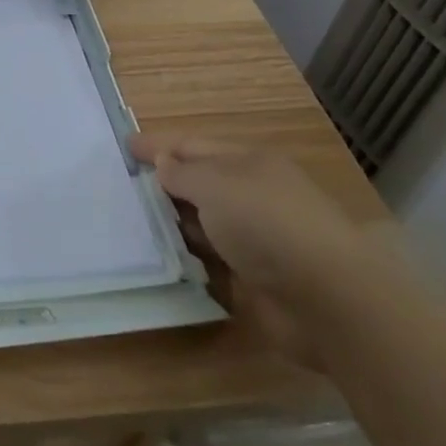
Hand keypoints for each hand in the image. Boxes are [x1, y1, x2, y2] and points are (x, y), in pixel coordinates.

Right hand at [132, 134, 374, 367]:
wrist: (328, 300)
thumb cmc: (267, 224)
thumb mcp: (215, 184)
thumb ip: (182, 173)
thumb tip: (163, 163)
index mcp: (247, 163)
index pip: (193, 146)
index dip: (157, 146)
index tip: (123, 147)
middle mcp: (251, 195)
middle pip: (197, 183)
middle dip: (161, 184)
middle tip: (117, 187)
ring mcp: (254, 238)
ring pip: (201, 222)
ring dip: (170, 222)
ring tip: (128, 222)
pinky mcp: (253, 278)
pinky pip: (209, 260)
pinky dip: (186, 257)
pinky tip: (158, 258)